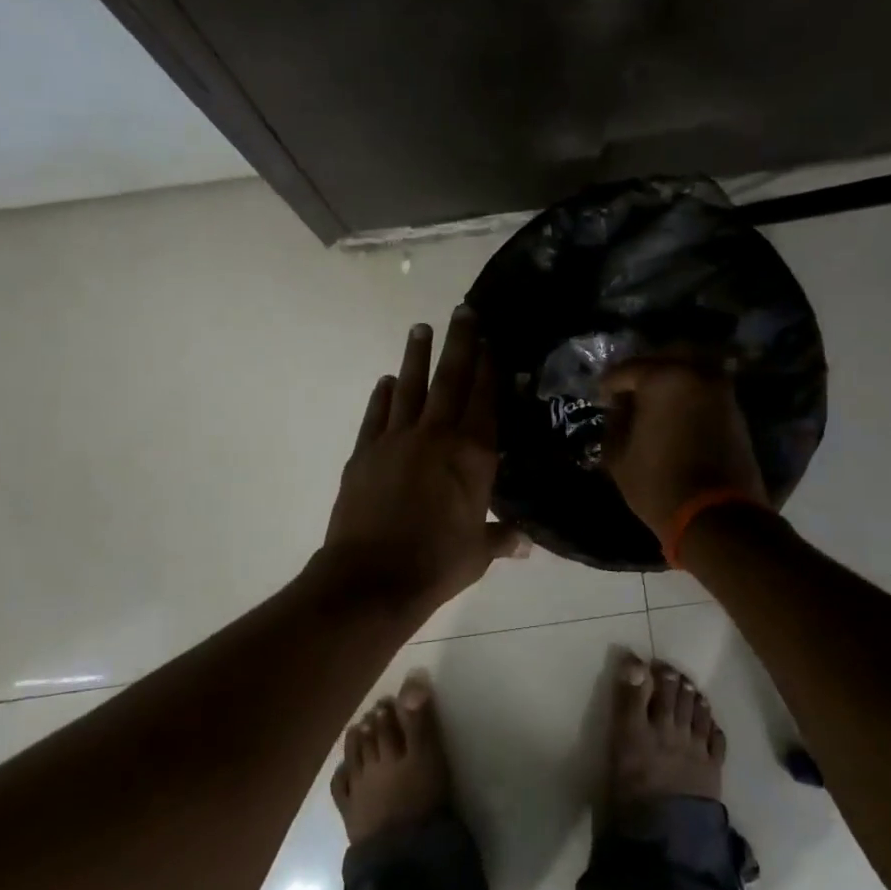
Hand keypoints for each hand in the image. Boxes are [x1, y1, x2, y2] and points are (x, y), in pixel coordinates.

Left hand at [323, 306, 523, 610]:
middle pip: (451, 379)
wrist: (372, 579)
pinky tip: (385, 380)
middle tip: (462, 310)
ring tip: (421, 327)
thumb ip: (501, 538)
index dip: (489, 368)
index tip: (492, 340)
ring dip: (417, 356)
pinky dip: (381, 395)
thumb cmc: (437, 565)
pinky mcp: (365, 451)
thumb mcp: (477, 553)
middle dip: (459, 343)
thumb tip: (525, 543)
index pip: (485, 400)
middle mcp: (437, 436)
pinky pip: (376, 414)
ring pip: (410, 387)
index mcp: (473, 455)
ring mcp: (397, 439)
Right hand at [600, 356, 766, 540]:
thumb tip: (621, 408)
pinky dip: (689, 393)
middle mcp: (695, 373)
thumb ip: (615, 422)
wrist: (717, 516)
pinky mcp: (735, 409)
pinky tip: (675, 413)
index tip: (601, 399)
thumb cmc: (658, 484)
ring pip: (690, 368)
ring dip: (670, 379)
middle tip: (629, 393)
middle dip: (643, 372)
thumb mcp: (618, 456)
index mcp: (663, 378)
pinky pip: (705, 387)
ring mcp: (720, 389)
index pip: (626, 370)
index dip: (609, 385)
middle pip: (664, 357)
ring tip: (653, 402)